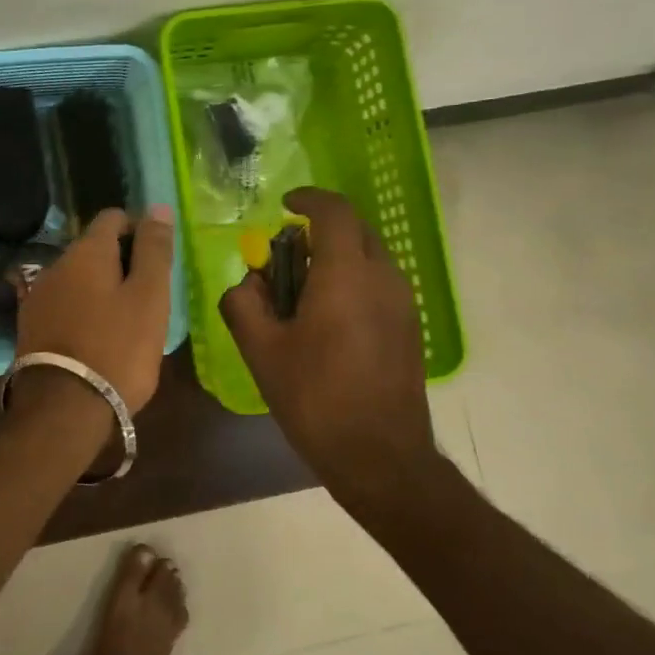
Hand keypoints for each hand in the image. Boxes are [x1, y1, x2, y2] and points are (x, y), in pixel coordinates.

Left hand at [16, 205, 175, 412]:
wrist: (64, 409)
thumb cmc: (118, 348)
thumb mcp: (149, 297)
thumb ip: (154, 250)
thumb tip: (158, 208)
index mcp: (86, 252)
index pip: (113, 218)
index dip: (139, 229)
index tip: (157, 258)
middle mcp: (55, 265)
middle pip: (93, 249)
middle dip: (121, 262)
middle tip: (149, 295)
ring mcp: (38, 297)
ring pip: (78, 279)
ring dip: (101, 288)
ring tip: (126, 320)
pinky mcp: (30, 327)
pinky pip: (64, 305)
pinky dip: (83, 311)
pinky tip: (98, 337)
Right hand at [220, 189, 446, 508]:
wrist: (380, 456)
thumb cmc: (315, 398)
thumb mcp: (261, 351)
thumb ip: (244, 303)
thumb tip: (246, 283)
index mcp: (346, 274)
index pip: (334, 211)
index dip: (308, 198)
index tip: (284, 206)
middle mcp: (383, 277)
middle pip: (354, 230)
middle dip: (319, 231)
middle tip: (286, 257)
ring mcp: (403, 303)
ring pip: (369, 257)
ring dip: (336, 258)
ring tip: (303, 294)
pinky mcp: (410, 327)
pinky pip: (380, 284)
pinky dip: (353, 282)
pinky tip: (329, 322)